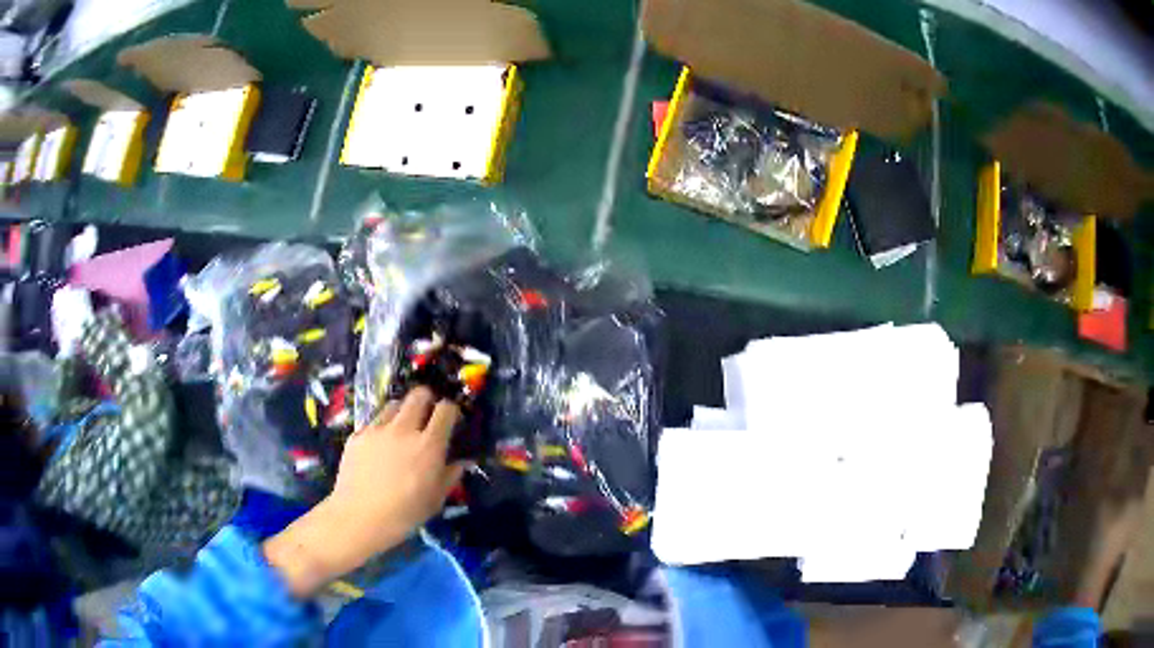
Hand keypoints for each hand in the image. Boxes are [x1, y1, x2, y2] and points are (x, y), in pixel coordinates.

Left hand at [331, 387, 464, 550]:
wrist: (359, 518)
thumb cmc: (404, 514)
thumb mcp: (436, 500)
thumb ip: (450, 475)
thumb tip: (461, 462)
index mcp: (429, 445)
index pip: (446, 409)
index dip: (451, 411)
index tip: (451, 420)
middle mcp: (404, 429)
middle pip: (419, 394)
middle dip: (427, 399)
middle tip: (427, 414)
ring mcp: (377, 429)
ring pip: (394, 404)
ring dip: (402, 411)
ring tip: (402, 428)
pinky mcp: (357, 435)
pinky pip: (374, 422)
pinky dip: (381, 428)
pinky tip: (379, 447)